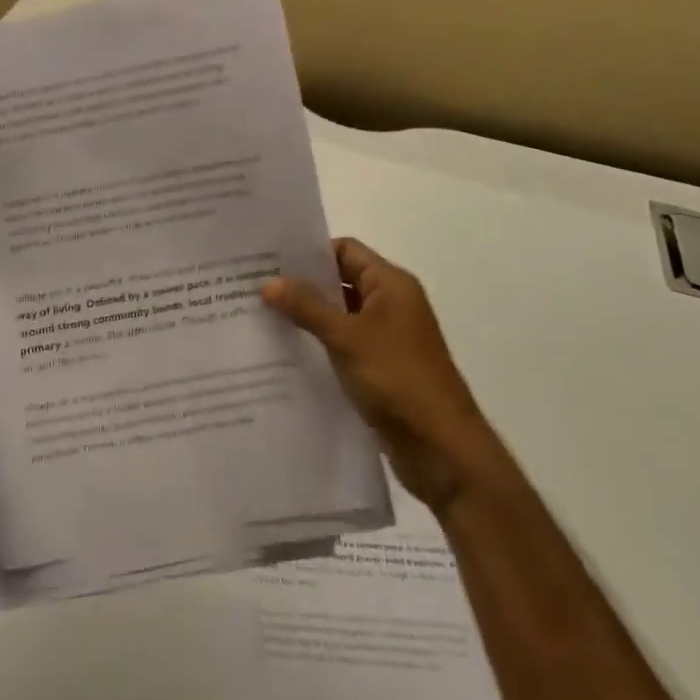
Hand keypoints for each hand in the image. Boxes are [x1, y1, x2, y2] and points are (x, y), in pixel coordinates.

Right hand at [263, 237, 483, 511]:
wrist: (442, 449)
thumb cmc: (397, 378)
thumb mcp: (346, 337)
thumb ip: (306, 307)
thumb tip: (268, 281)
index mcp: (391, 285)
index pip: (345, 250)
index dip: (310, 252)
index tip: (270, 260)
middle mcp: (391, 304)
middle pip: (341, 281)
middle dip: (302, 285)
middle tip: (256, 287)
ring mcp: (388, 338)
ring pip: (340, 316)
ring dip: (308, 317)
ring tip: (263, 318)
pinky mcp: (381, 368)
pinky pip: (344, 345)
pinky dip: (320, 345)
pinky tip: (286, 354)